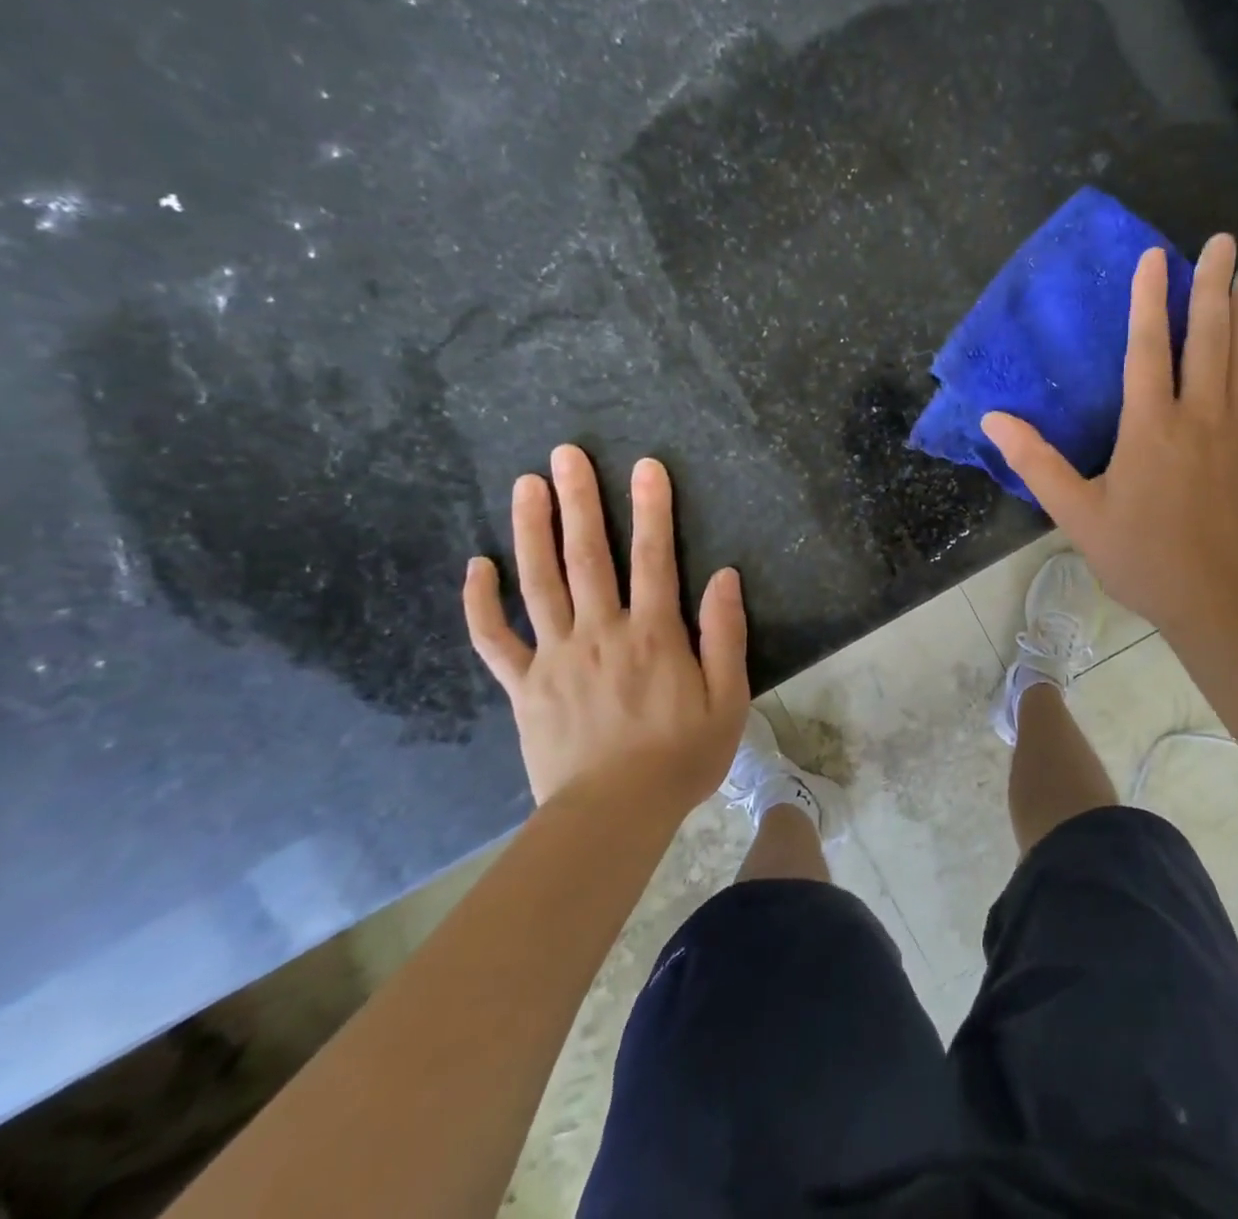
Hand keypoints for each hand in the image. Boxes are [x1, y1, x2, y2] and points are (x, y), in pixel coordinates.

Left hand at [463, 445, 749, 811]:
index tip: (646, 466)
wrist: (613, 815)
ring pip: (539, 583)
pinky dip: (481, 603)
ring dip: (532, 531)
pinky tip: (477, 566)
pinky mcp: (523, 687)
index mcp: (653, 635)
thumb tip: (725, 577)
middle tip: (566, 454)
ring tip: (525, 485)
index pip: (655, 558)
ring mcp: (555, 657)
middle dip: (580, 501)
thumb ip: (726, 635)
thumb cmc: (681, 757)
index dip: (653, 508)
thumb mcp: (728, 699)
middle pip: (588, 556)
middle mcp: (601, 632)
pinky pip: (495, 640)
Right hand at [982, 237, 1237, 642]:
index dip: (1148, 300)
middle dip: (1211, 285)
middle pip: (1208, 337)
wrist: (1220, 598)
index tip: (1154, 257)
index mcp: (1150, 428)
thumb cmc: (1142, 557)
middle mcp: (1200, 416)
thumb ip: (1036, 464)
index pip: (1148, 348)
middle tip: (1221, 242)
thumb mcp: (1077, 515)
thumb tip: (993, 420)